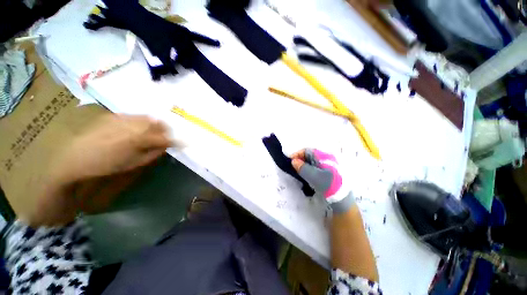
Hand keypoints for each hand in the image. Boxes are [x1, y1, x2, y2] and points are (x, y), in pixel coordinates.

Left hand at [52, 114, 172, 183]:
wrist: (75, 158)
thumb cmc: (107, 165)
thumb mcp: (134, 163)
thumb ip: (154, 153)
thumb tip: (166, 146)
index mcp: (139, 139)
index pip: (166, 138)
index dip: (178, 140)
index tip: (185, 143)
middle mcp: (133, 125)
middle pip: (159, 123)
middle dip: (166, 130)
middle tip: (166, 137)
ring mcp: (122, 118)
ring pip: (148, 117)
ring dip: (155, 124)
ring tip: (152, 132)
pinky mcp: (113, 115)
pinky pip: (134, 115)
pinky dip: (141, 121)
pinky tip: (137, 127)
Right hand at [291, 149, 354, 212]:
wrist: (342, 199)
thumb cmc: (328, 185)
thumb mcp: (313, 176)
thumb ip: (302, 168)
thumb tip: (293, 161)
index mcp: (324, 156)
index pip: (307, 151)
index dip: (297, 154)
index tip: (290, 161)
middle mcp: (326, 158)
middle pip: (309, 155)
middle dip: (300, 160)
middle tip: (293, 167)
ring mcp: (327, 165)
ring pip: (311, 161)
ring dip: (303, 165)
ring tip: (298, 171)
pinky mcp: (327, 171)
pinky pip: (314, 167)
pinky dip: (308, 169)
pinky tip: (306, 175)